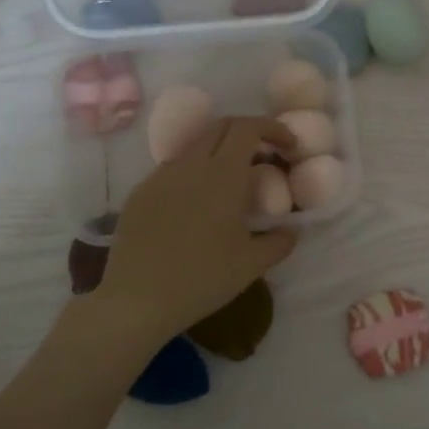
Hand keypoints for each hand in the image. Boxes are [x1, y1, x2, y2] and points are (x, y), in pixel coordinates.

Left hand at [97, 116, 299, 340]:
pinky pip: (173, 169)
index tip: (289, 145)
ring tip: (233, 180)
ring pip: (195, 146)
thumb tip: (291, 229)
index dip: (272, 128)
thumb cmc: (201, 280)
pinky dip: (195, 171)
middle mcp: (189, 165)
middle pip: (221, 127)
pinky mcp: (140, 193)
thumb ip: (279, 242)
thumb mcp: (251, 265)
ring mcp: (160, 177)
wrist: (136, 301)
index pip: (248, 128)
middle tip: (266, 155)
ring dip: (220, 150)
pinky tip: (199, 202)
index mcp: (222, 176)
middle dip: (248, 132)